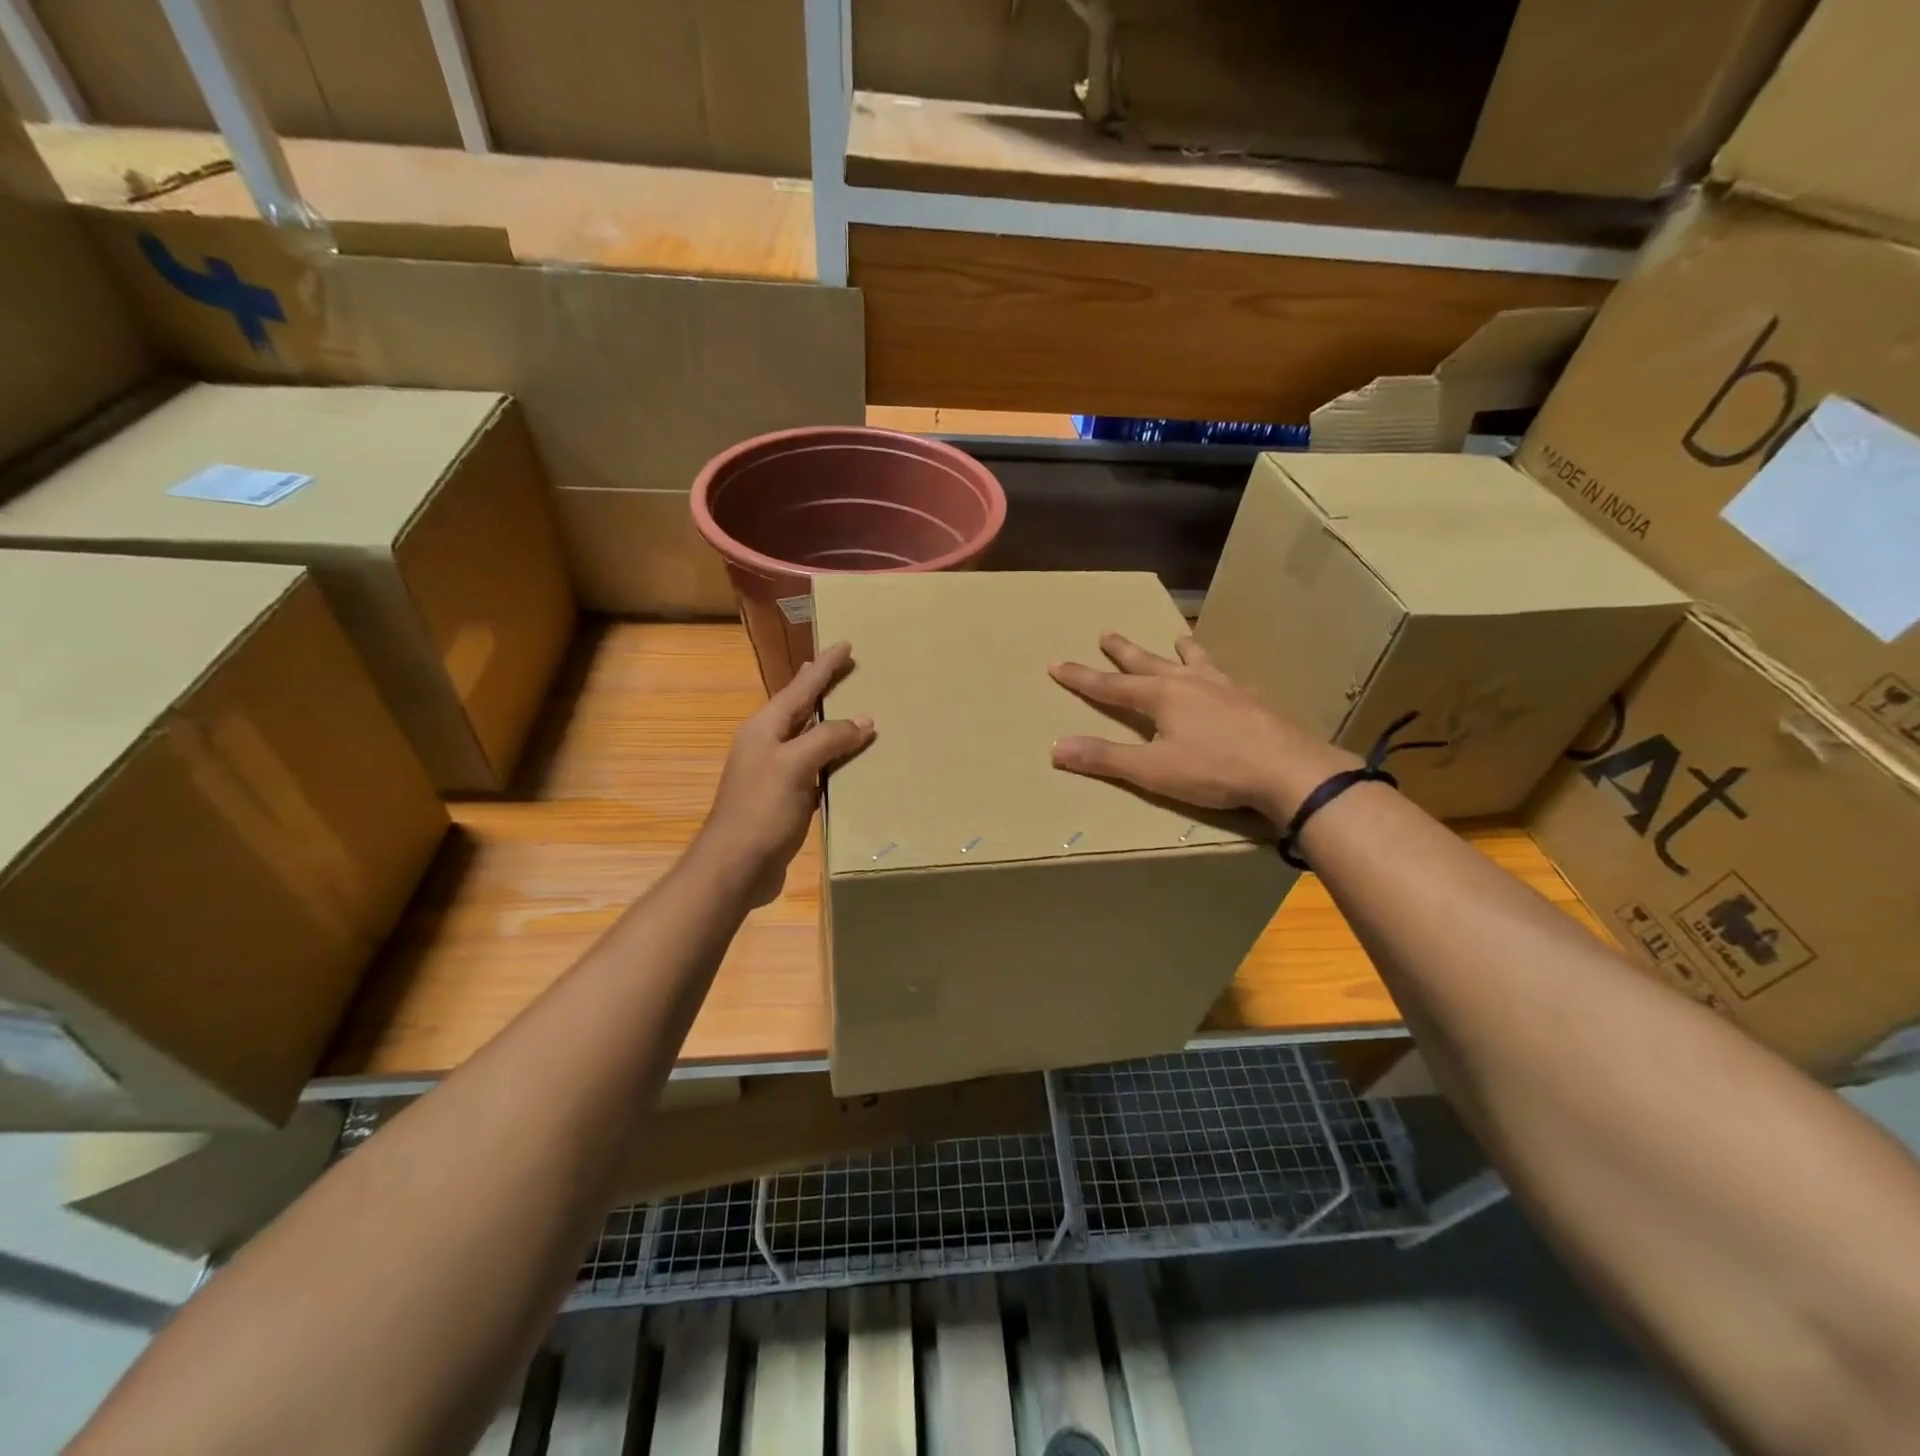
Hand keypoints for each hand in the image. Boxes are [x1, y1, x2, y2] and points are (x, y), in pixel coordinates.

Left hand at [695, 642, 874, 904]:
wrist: (735, 866)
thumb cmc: (761, 810)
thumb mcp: (794, 766)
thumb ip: (828, 739)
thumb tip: (864, 721)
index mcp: (764, 728)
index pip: (800, 687)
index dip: (823, 666)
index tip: (845, 645)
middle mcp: (768, 744)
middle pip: (801, 708)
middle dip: (823, 687)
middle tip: (846, 668)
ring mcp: (775, 772)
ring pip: (809, 738)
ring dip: (830, 723)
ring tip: (853, 708)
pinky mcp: (786, 798)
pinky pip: (815, 767)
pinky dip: (833, 757)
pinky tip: (848, 760)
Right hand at [1050, 634, 1356, 826]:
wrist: (1288, 770)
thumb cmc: (1214, 770)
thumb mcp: (1152, 770)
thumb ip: (1105, 758)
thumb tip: (1055, 747)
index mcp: (1161, 697)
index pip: (1110, 685)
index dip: (1081, 677)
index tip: (1057, 664)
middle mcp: (1189, 683)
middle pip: (1148, 662)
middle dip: (1123, 651)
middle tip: (1106, 633)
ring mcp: (1224, 688)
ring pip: (1195, 661)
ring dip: (1180, 650)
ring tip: (1177, 637)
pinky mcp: (1252, 700)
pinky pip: (1227, 677)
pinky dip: (1217, 671)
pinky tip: (1226, 678)